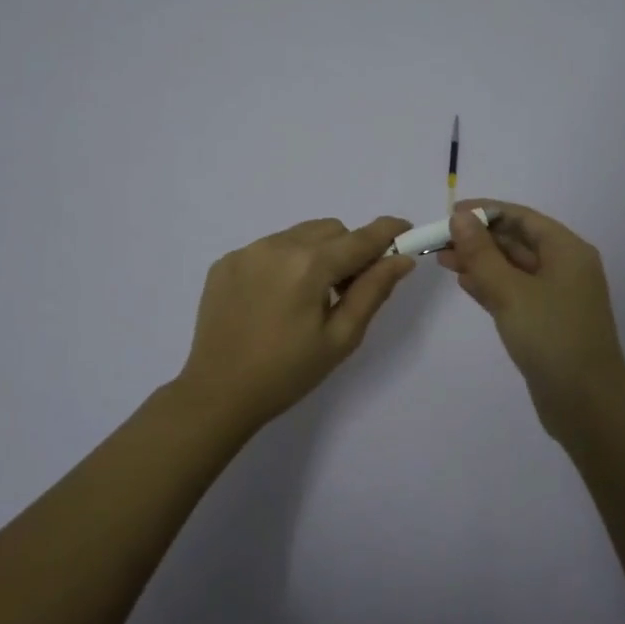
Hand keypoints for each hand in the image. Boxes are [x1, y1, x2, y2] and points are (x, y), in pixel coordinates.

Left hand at [176, 216, 416, 430]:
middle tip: (347, 288)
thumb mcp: (340, 338)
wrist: (217, 394)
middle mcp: (277, 245)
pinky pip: (269, 247)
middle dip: (348, 249)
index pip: (360, 238)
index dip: (388, 232)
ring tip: (307, 297)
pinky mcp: (226, 261)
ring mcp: (247, 251)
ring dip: (315, 253)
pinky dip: (284, 262)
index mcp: (309, 265)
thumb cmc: (287, 373)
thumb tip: (401, 259)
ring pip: (299, 234)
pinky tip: (275, 299)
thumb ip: (373, 291)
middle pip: (330, 229)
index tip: (407, 232)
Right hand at [434, 200, 624, 438]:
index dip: (486, 211)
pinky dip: (490, 285)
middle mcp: (565, 267)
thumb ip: (482, 254)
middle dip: (479, 238)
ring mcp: (556, 296)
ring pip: (513, 268)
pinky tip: (463, 282)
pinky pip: (514, 292)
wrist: (586, 404)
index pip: (522, 218)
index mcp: (567, 251)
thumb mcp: (511, 291)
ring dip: (480, 261)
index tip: (450, 213)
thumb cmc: (551, 338)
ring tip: (442, 259)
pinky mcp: (546, 321)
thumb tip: (460, 218)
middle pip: (517, 241)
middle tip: (439, 239)